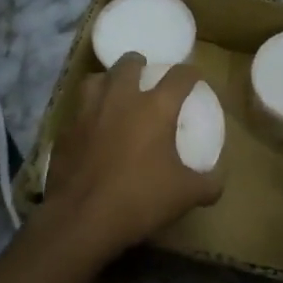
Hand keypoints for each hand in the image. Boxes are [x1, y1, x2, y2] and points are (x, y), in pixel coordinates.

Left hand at [43, 53, 224, 253]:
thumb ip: (208, 184)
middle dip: (139, 63)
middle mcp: (120, 99)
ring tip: (113, 92)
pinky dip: (86, 113)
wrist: (81, 219)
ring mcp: (87, 112)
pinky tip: (90, 128)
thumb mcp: (186, 195)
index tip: (194, 77)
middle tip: (145, 73)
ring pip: (95, 79)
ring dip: (107, 80)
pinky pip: (76, 111)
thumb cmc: (140, 199)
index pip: (179, 76)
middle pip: (128, 63)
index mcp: (155, 107)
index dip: (190, 73)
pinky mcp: (64, 131)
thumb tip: (218, 182)